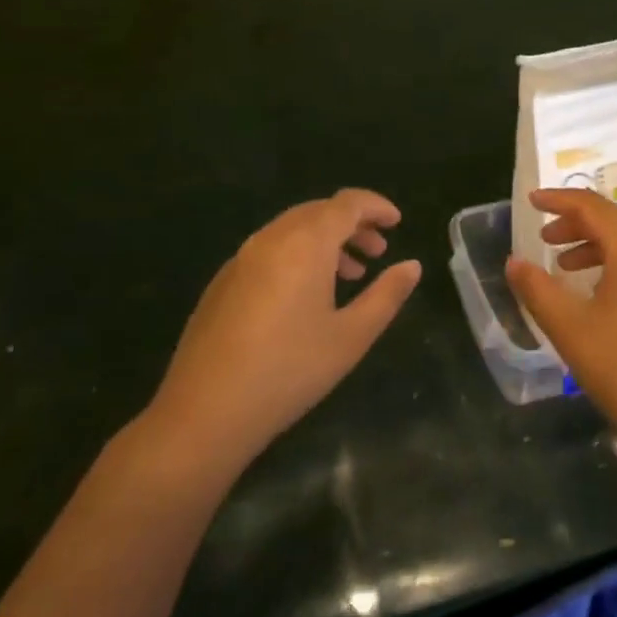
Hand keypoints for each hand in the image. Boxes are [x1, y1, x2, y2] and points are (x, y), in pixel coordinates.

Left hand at [135, 189, 420, 481]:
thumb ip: (386, 295)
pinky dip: (299, 255)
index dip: (376, 206)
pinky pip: (271, 250)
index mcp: (305, 242)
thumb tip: (412, 266)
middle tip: (379, 251)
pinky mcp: (223, 281)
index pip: (347, 203)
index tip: (397, 223)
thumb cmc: (289, 371)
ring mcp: (242, 258)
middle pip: (319, 211)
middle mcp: (272, 238)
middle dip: (353, 224)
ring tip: (351, 274)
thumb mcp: (351, 336)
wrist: (204, 413)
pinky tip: (306, 296)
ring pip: (293, 230)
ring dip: (327, 241)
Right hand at [506, 189, 616, 474]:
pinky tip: (600, 291)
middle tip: (545, 236)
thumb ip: (537, 289)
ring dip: (597, 243)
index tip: (531, 201)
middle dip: (578, 222)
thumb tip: (514, 262)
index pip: (593, 207)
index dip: (559, 200)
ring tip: (565, 264)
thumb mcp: (570, 327)